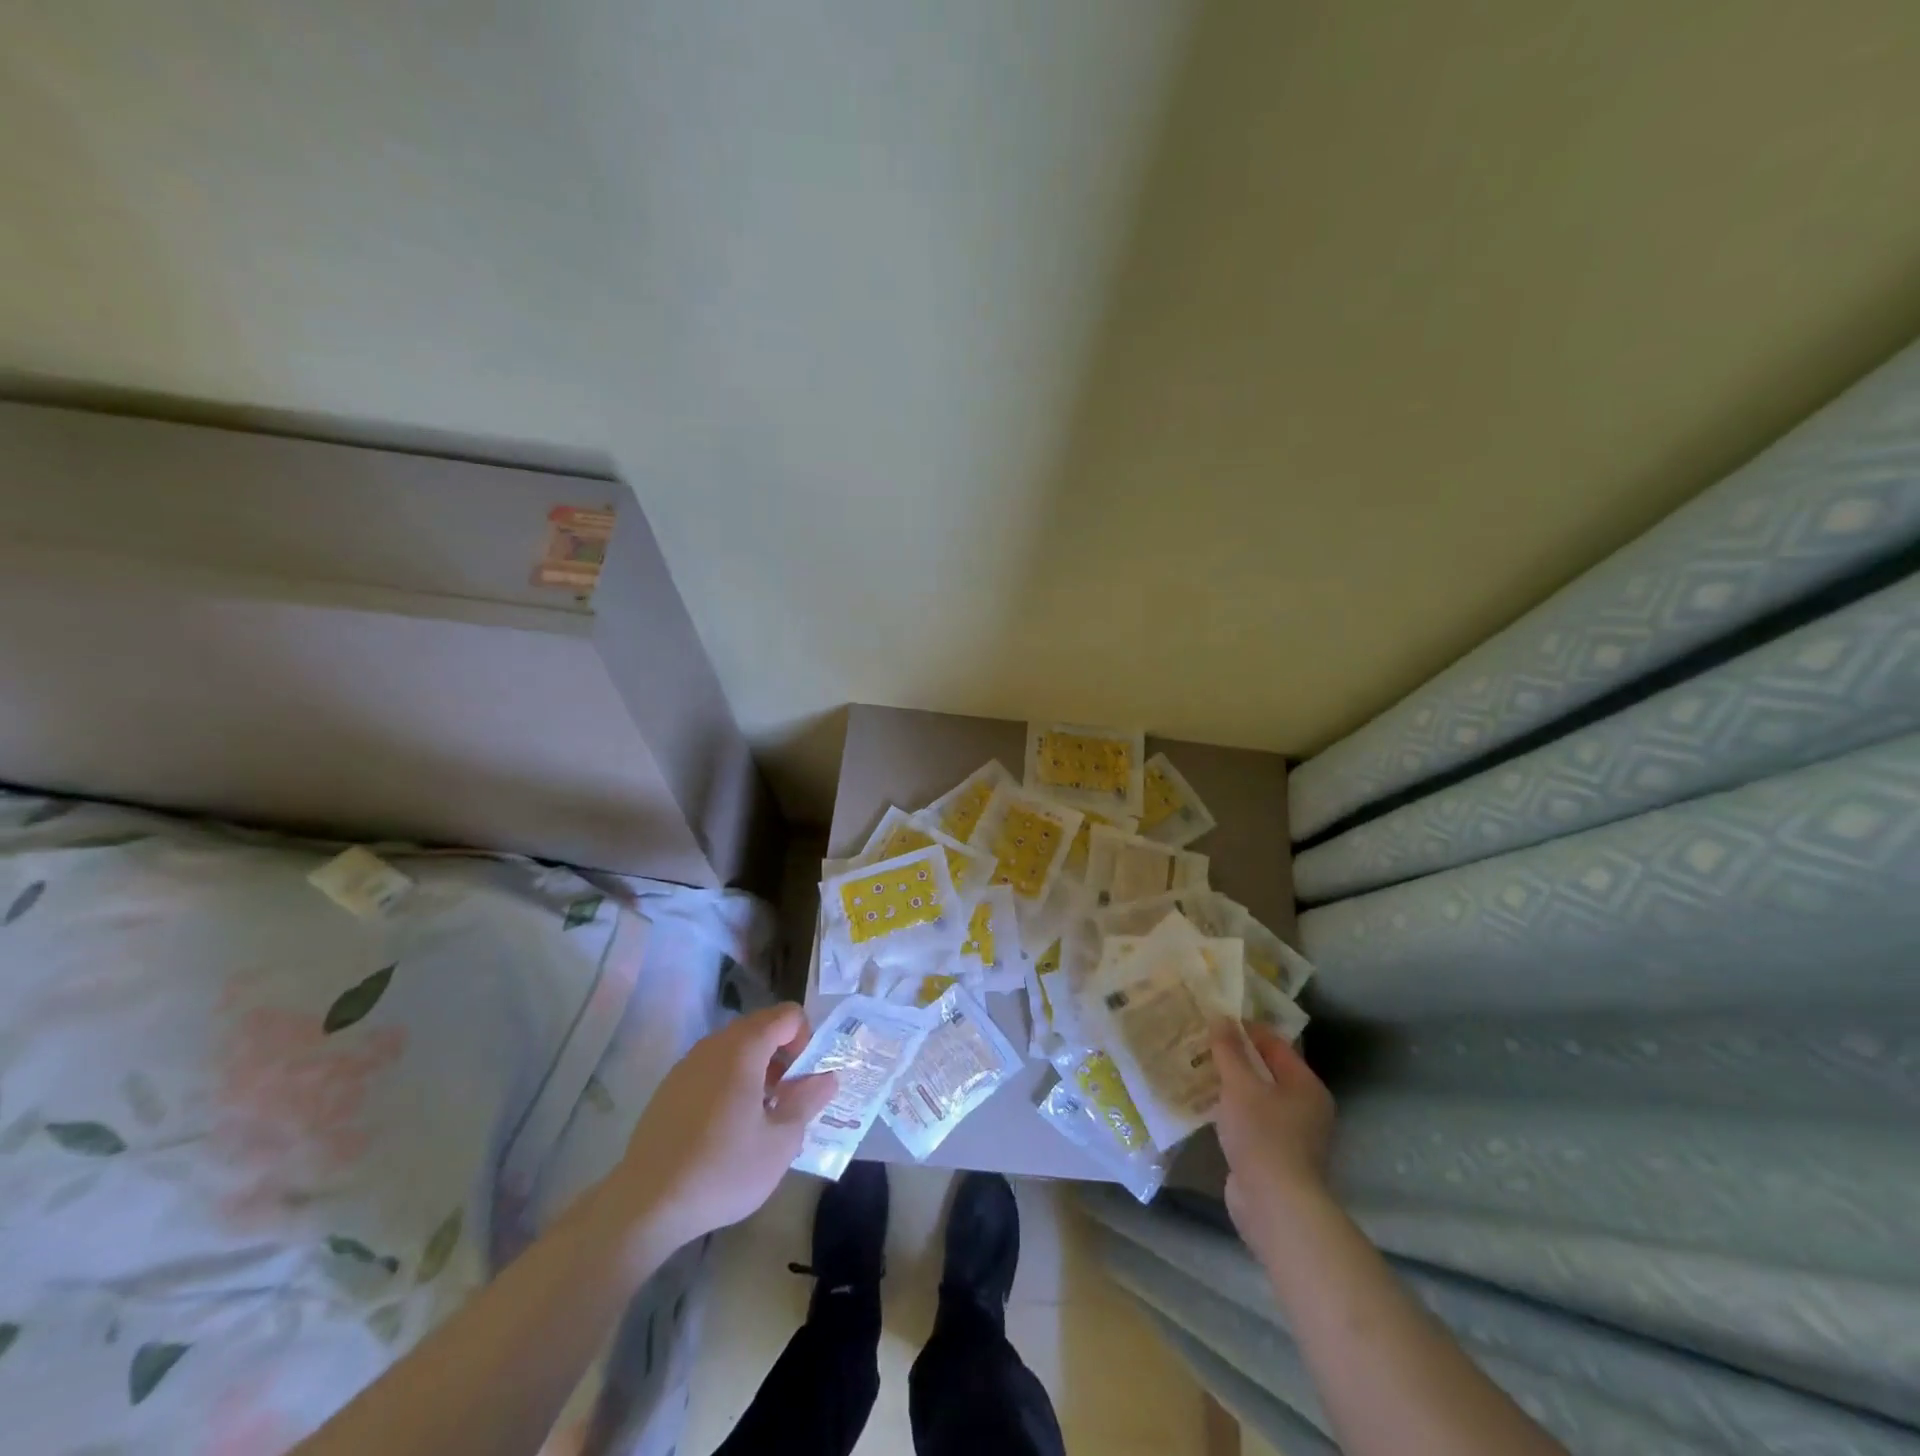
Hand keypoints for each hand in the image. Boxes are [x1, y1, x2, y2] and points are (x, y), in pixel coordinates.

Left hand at [612, 1004, 836, 1251]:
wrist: (646, 1204)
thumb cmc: (723, 1170)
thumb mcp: (781, 1142)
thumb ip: (808, 1100)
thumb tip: (827, 1077)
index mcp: (744, 1048)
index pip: (788, 1015)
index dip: (806, 1040)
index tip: (803, 1080)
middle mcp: (714, 1045)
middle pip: (761, 1027)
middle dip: (783, 1055)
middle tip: (787, 1099)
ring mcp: (687, 1064)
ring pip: (735, 1048)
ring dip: (757, 1068)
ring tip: (759, 1116)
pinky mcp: (670, 1088)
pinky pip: (712, 1068)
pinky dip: (730, 1081)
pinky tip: (726, 1128)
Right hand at [1210, 1019, 1337, 1255]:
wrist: (1274, 1206)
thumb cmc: (1263, 1136)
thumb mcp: (1240, 1085)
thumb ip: (1228, 1051)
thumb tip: (1221, 1017)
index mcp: (1306, 1085)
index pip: (1274, 1044)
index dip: (1244, 1029)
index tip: (1212, 1020)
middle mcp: (1304, 1107)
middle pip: (1265, 1070)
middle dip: (1234, 1057)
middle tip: (1200, 1042)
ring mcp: (1290, 1134)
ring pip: (1255, 1097)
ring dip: (1229, 1084)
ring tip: (1196, 1068)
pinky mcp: (1273, 1155)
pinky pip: (1249, 1121)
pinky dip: (1230, 1110)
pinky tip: (1204, 1104)